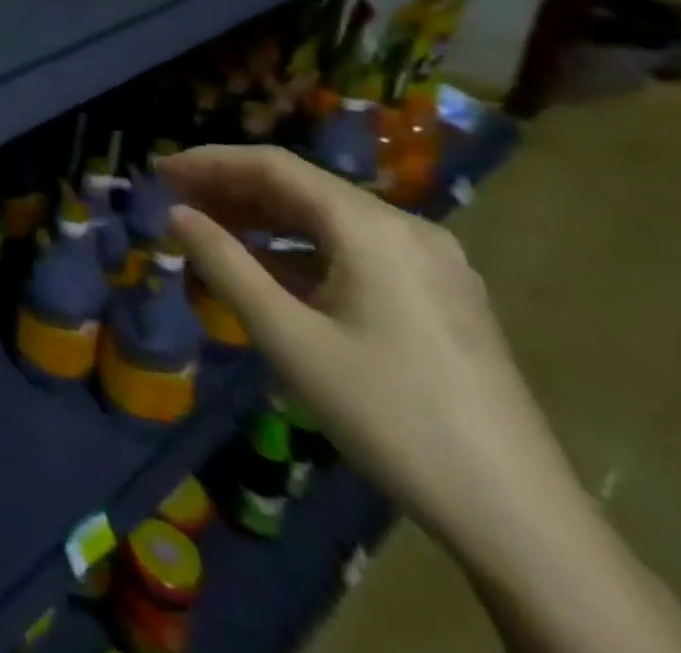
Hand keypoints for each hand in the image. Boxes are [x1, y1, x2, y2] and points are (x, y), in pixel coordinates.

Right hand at [158, 143, 559, 556]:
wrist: (521, 520)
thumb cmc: (388, 415)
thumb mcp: (288, 337)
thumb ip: (225, 264)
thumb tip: (176, 213)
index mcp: (373, 228)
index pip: (275, 166)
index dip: (210, 161)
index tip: (159, 170)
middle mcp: (407, 229)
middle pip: (303, 187)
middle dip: (233, 188)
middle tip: (174, 198)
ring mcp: (431, 263)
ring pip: (328, 218)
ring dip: (265, 218)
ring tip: (210, 228)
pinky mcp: (441, 296)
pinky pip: (354, 249)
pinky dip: (301, 247)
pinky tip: (269, 268)